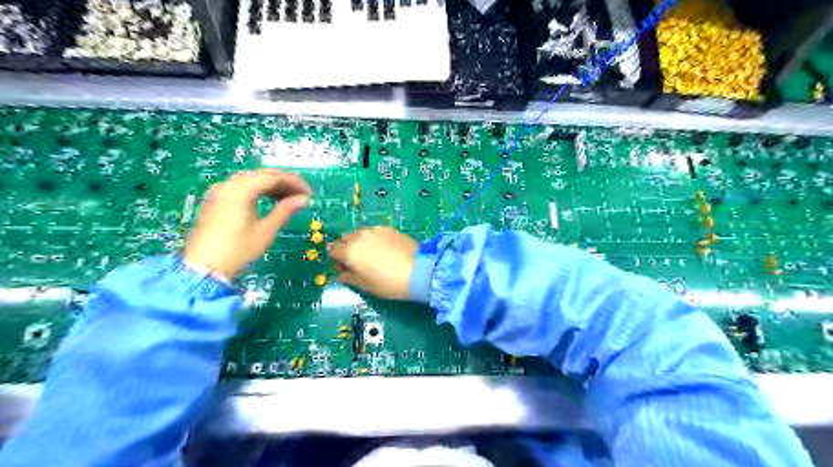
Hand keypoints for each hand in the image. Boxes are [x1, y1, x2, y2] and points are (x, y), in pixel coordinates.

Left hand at [182, 169, 310, 276]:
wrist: (205, 267)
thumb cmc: (239, 249)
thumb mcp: (266, 230)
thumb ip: (285, 210)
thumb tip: (303, 199)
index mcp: (242, 190)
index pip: (273, 177)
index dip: (294, 183)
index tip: (309, 193)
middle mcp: (229, 185)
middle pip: (261, 175)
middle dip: (283, 182)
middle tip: (300, 195)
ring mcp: (219, 192)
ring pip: (250, 180)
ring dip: (271, 186)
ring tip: (287, 199)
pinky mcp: (215, 201)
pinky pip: (240, 187)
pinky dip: (257, 190)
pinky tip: (266, 201)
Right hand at [325, 226, 416, 298]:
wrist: (418, 271)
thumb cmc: (388, 282)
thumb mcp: (365, 285)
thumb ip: (349, 278)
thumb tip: (341, 275)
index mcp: (349, 251)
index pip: (333, 250)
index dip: (336, 259)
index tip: (344, 268)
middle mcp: (359, 236)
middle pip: (346, 239)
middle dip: (348, 249)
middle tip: (358, 262)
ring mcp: (375, 230)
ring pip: (360, 234)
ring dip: (361, 243)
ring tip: (373, 255)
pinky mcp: (388, 228)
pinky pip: (374, 232)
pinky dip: (374, 239)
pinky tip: (385, 249)